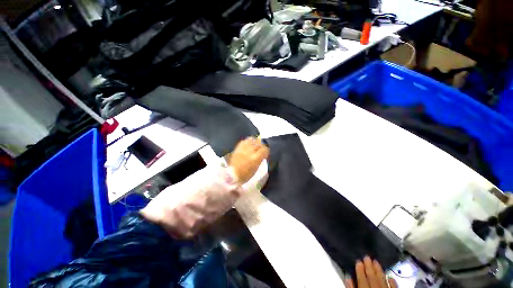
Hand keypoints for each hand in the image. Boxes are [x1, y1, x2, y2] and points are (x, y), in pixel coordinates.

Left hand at [229, 137, 268, 183]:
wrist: (232, 174)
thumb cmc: (246, 174)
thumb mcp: (256, 168)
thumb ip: (260, 159)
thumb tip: (263, 154)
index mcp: (256, 158)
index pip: (265, 149)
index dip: (266, 151)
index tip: (265, 153)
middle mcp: (250, 151)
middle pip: (259, 143)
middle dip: (261, 146)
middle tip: (261, 150)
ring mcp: (243, 148)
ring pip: (252, 139)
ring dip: (255, 142)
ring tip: (255, 146)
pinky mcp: (238, 147)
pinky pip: (245, 140)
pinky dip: (248, 142)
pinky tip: (249, 145)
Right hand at [345, 256, 396, 287]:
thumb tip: (348, 278)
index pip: (362, 278)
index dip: (360, 269)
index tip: (358, 260)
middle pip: (372, 277)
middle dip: (369, 266)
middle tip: (367, 256)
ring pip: (382, 279)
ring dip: (379, 270)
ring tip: (376, 261)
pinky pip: (394, 287)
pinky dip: (392, 281)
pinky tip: (391, 276)